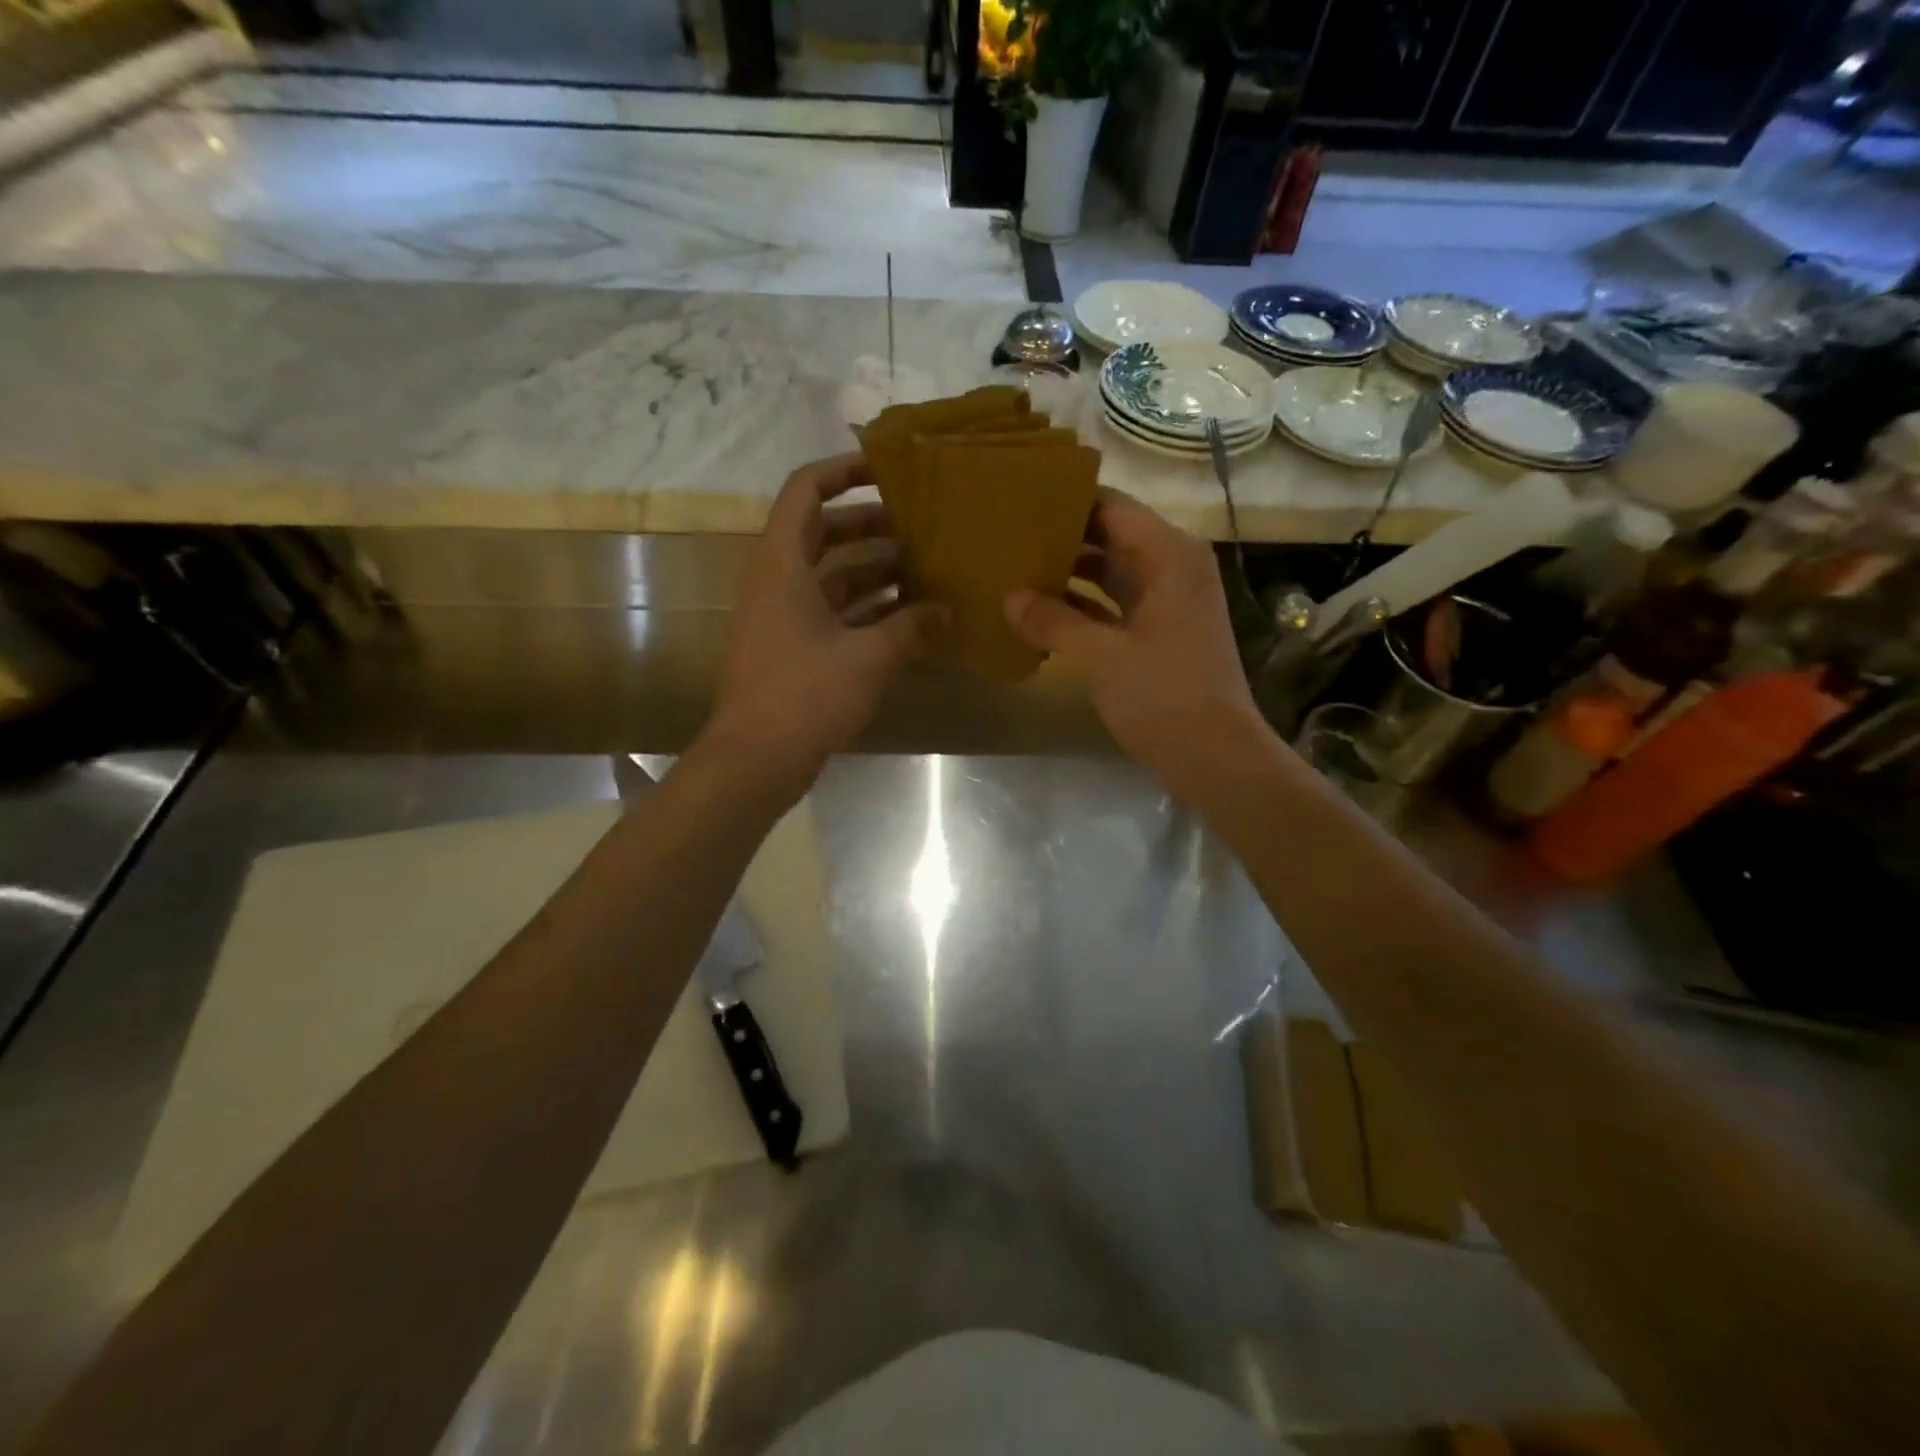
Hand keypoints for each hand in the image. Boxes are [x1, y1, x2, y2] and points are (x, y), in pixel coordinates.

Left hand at [705, 453, 941, 792]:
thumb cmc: (805, 695)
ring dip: (875, 571)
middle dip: (871, 525)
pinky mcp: (794, 649)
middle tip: (921, 526)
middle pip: (824, 533)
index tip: (888, 470)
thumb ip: (912, 628)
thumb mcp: (868, 657)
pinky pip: (835, 613)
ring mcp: (785, 617)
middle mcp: (779, 581)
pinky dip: (869, 611)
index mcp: (783, 563)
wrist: (756, 759)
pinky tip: (910, 619)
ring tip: (926, 570)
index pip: (805, 490)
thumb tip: (949, 611)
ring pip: (833, 576)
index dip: (844, 470)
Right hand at [1006, 490, 1268, 793]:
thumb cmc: (1163, 696)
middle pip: (1112, 536)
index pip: (1113, 507)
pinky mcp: (1160, 632)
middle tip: (1010, 532)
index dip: (1068, 500)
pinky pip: (1115, 604)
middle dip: (1064, 536)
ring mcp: (1168, 602)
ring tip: (1017, 566)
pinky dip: (1083, 606)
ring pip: (1111, 572)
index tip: (1020, 498)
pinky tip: (1041, 611)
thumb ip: (1053, 621)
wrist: (1214, 756)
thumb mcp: (1101, 656)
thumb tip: (1009, 598)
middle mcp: (1173, 567)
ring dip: (1071, 572)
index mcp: (1170, 556)